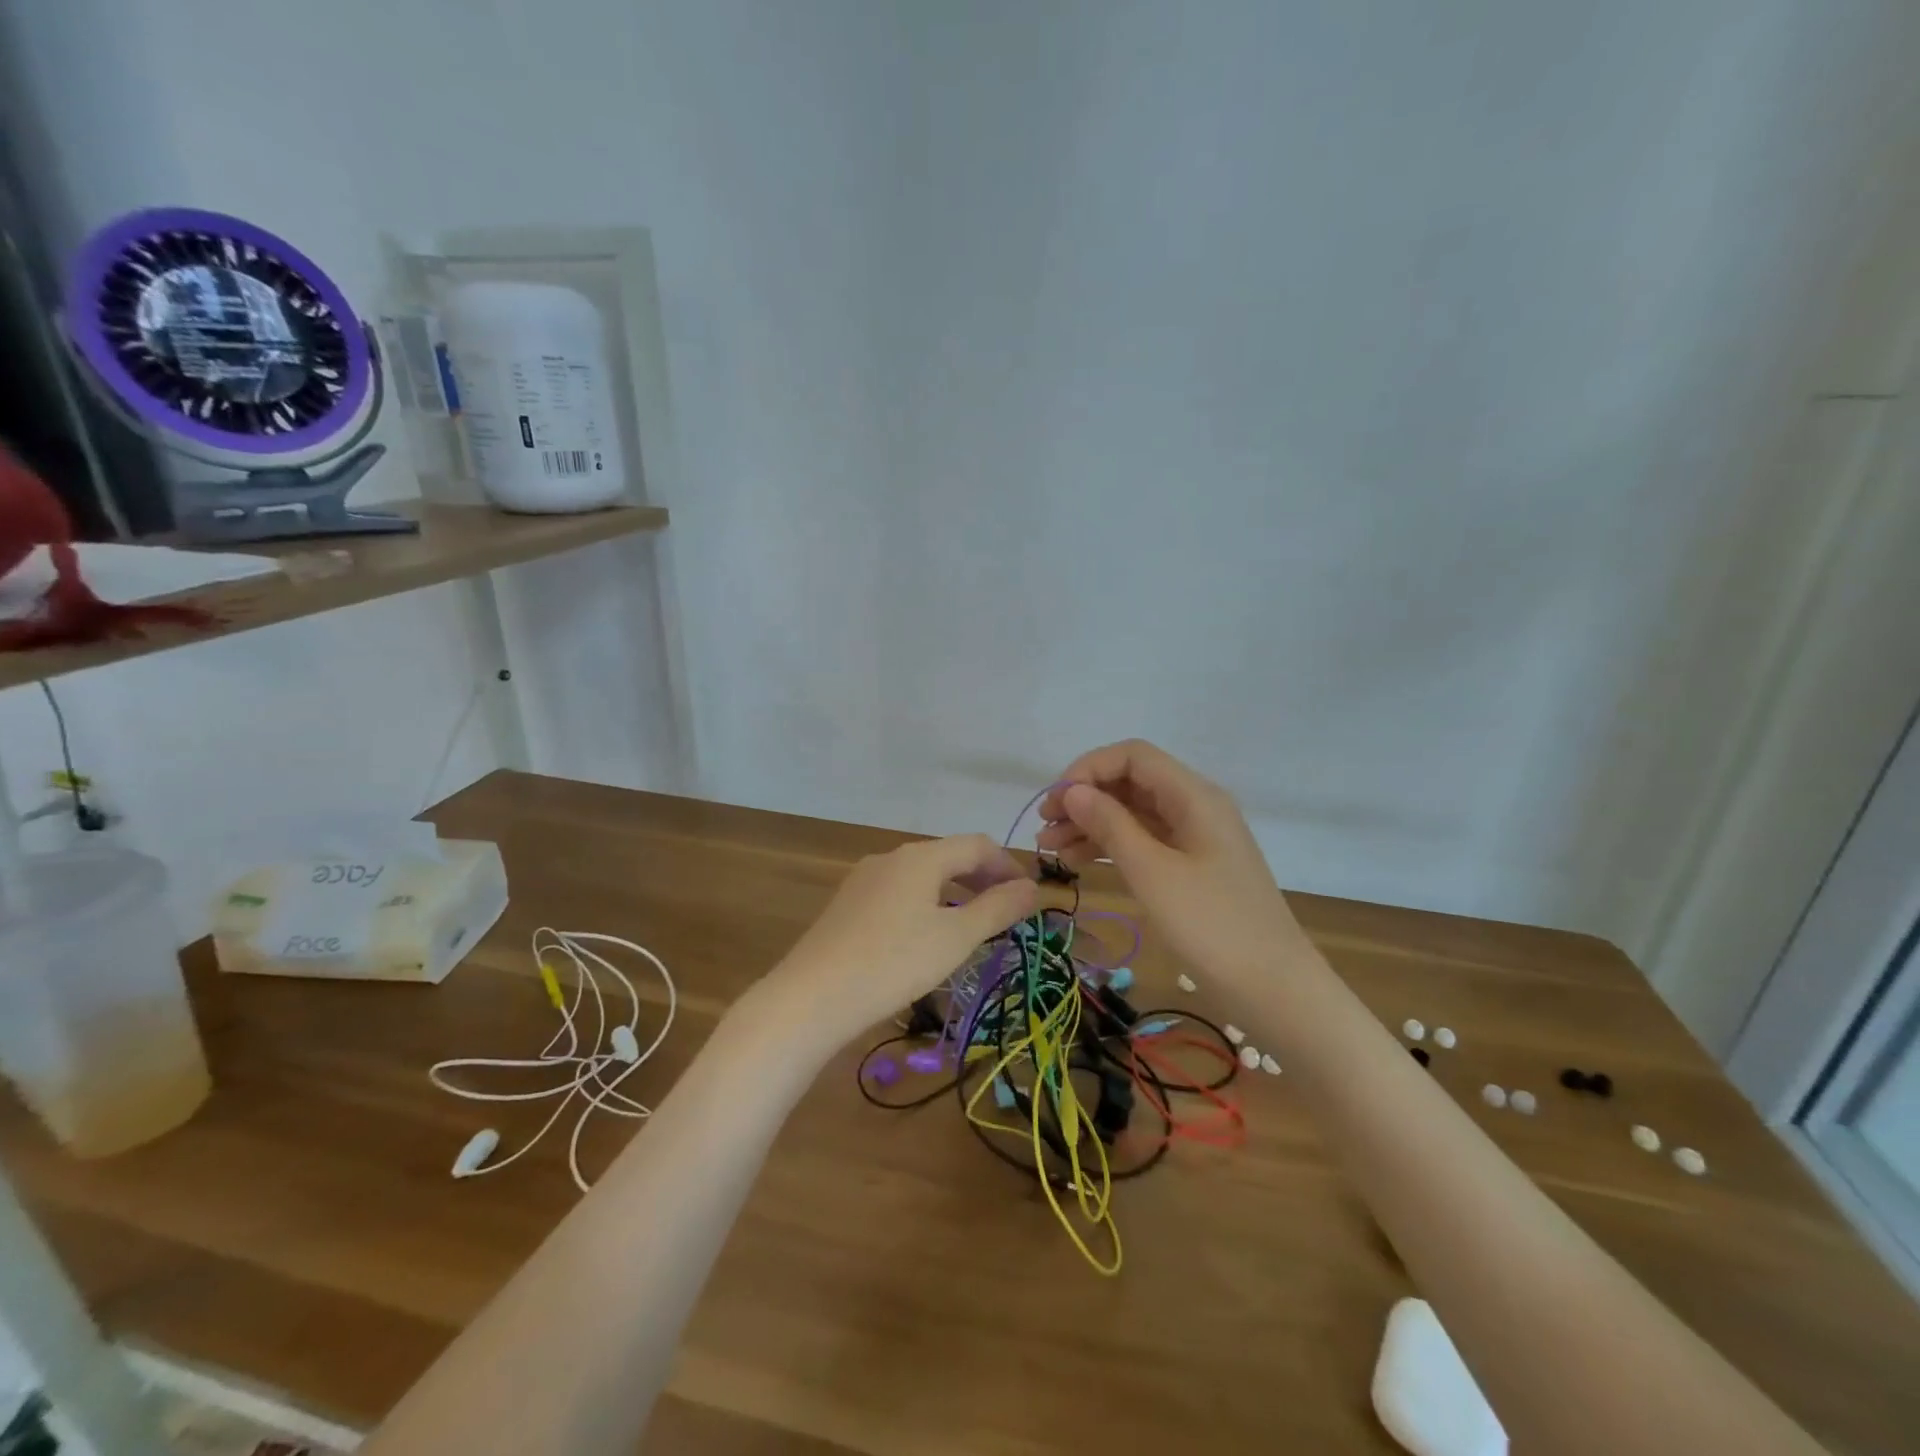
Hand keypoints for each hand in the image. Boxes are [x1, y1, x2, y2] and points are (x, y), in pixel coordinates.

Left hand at [759, 835, 1039, 1049]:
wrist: (812, 997)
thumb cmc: (894, 963)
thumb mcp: (956, 937)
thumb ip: (998, 908)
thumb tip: (1033, 887)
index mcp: (920, 856)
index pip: (978, 845)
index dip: (1009, 866)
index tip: (1029, 898)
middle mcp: (891, 857)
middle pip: (949, 856)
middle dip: (983, 880)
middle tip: (1006, 914)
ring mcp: (865, 879)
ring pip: (923, 875)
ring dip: (955, 893)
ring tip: (972, 927)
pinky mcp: (848, 904)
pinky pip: (900, 892)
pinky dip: (927, 904)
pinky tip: (927, 937)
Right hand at [1036, 740, 1305, 985]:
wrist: (1274, 989)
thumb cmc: (1211, 925)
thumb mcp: (1152, 872)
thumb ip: (1110, 825)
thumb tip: (1073, 791)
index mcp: (1194, 796)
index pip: (1133, 756)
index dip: (1088, 770)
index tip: (1055, 803)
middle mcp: (1195, 806)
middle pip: (1131, 783)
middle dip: (1085, 799)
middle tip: (1044, 828)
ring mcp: (1195, 838)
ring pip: (1134, 813)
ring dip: (1092, 824)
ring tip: (1051, 850)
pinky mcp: (1192, 867)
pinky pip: (1144, 841)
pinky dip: (1111, 846)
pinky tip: (1080, 861)